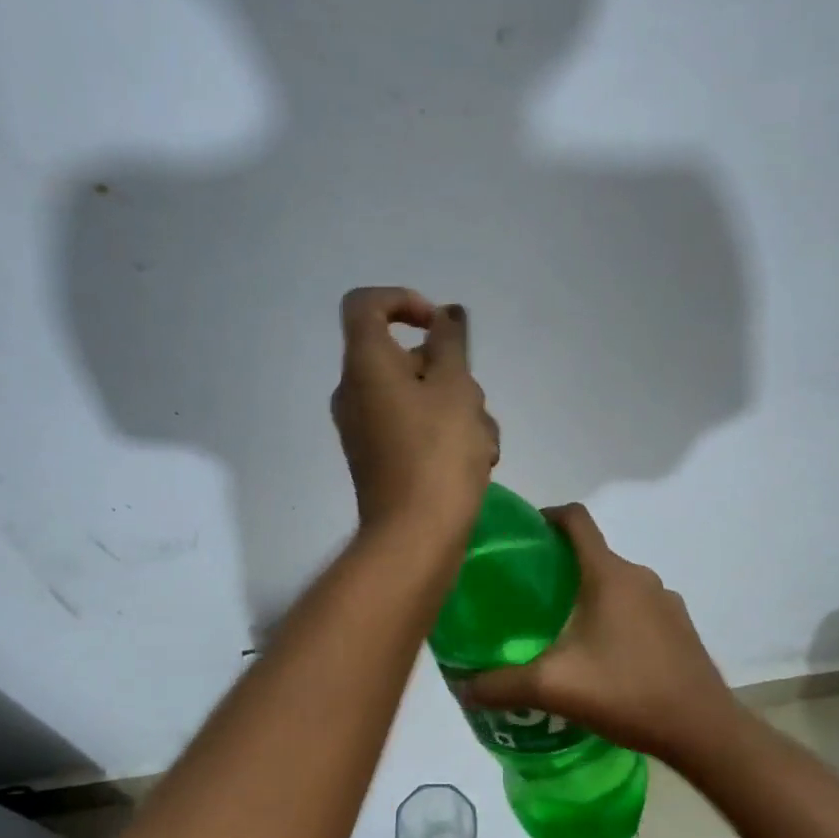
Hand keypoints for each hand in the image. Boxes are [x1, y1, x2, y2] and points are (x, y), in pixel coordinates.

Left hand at [331, 287, 498, 540]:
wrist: (415, 536)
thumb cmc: (438, 454)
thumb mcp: (456, 389)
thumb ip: (451, 343)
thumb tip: (446, 315)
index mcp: (364, 365)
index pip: (366, 305)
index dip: (403, 301)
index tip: (439, 327)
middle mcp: (356, 392)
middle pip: (405, 358)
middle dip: (451, 374)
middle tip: (473, 403)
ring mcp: (366, 429)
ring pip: (420, 398)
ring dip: (459, 410)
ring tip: (483, 444)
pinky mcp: (380, 459)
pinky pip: (415, 429)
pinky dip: (445, 436)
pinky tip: (476, 463)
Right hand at [458, 504, 736, 764]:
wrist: (704, 730)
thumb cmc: (627, 692)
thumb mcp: (554, 688)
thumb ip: (502, 684)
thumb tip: (462, 685)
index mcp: (609, 574)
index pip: (575, 519)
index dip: (544, 516)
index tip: (519, 537)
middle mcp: (639, 576)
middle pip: (591, 554)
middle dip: (557, 567)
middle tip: (525, 597)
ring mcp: (665, 601)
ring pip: (614, 583)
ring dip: (585, 595)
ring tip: (557, 630)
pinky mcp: (679, 626)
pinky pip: (636, 607)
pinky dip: (612, 616)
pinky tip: (599, 656)